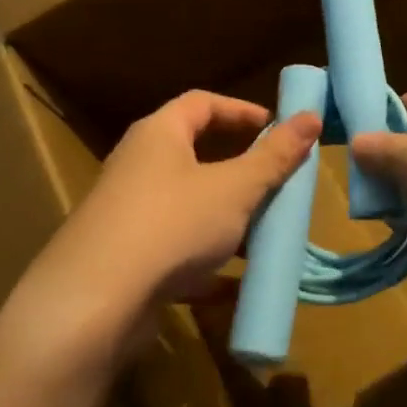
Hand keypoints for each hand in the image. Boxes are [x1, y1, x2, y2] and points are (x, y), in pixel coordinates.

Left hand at [3, 92, 320, 371]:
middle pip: (194, 154)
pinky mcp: (126, 259)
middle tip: (275, 180)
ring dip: (226, 217)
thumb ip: (274, 156)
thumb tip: (311, 116)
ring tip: (264, 232)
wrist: (95, 303)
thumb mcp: (235, 187)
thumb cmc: (173, 224)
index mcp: (158, 134)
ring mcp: (128, 214)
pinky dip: (206, 262)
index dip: (241, 111)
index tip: (275, 128)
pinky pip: (176, 249)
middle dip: (239, 168)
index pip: (201, 103)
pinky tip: (236, 285)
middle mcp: (138, 166)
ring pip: (188, 205)